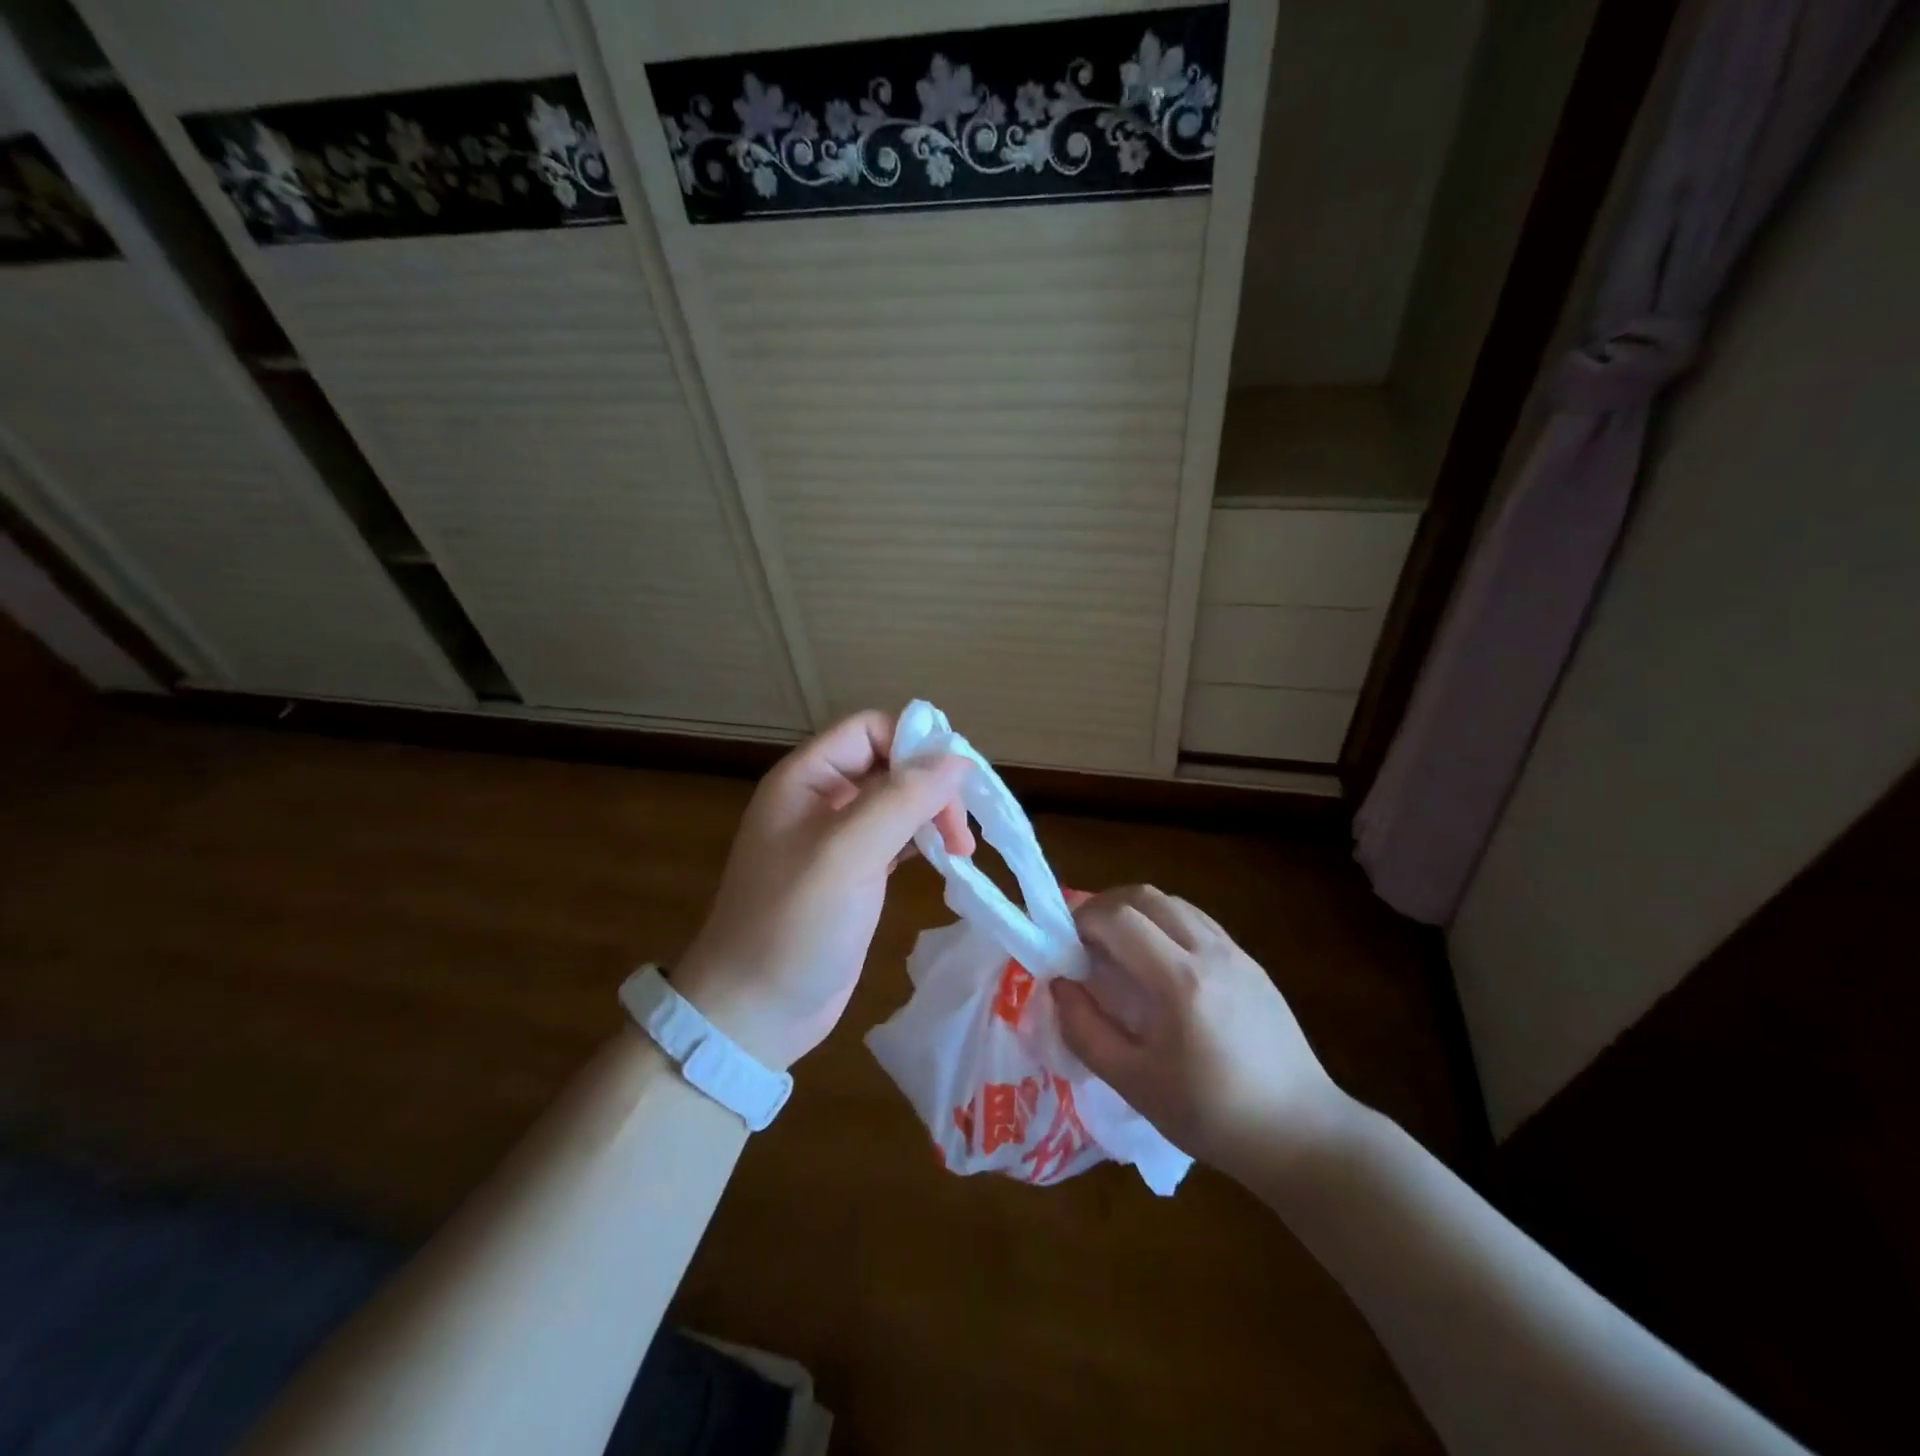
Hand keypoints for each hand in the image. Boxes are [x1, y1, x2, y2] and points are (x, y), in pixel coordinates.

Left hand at [673, 711, 974, 1070]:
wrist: (754, 1011)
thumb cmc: (794, 924)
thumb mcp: (847, 853)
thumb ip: (901, 799)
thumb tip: (957, 759)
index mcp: (807, 779)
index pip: (870, 729)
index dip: (915, 744)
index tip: (956, 783)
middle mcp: (821, 799)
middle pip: (890, 764)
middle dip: (932, 786)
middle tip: (962, 833)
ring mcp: (838, 839)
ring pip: (898, 802)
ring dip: (934, 815)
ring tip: (962, 850)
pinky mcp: (854, 874)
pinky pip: (897, 838)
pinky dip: (925, 842)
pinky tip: (947, 861)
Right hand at [1051, 885, 1351, 1174]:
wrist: (1300, 1133)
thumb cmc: (1212, 1116)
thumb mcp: (1135, 1084)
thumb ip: (1085, 1031)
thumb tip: (1059, 985)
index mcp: (1180, 981)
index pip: (1119, 918)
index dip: (1082, 921)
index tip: (1065, 947)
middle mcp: (1209, 952)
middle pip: (1145, 896)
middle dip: (1105, 907)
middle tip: (1085, 940)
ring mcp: (1235, 952)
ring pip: (1173, 903)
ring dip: (1136, 912)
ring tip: (1118, 948)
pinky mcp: (1250, 962)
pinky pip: (1197, 921)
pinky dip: (1165, 923)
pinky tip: (1158, 961)